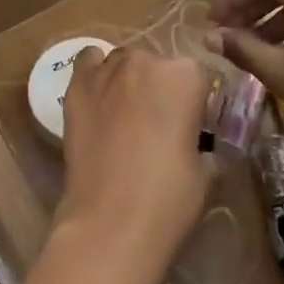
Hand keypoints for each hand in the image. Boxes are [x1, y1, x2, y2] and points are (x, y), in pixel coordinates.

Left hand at [52, 47, 212, 283]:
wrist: (109, 223)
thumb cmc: (168, 199)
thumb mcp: (206, 172)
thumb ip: (205, 143)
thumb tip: (201, 144)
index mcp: (186, 76)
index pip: (198, 77)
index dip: (195, 103)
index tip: (191, 128)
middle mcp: (147, 60)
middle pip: (158, 64)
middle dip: (160, 89)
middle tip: (156, 127)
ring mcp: (108, 70)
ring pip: (124, 62)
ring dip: (128, 82)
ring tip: (124, 117)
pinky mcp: (77, 86)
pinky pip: (89, 62)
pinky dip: (96, 75)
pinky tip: (98, 100)